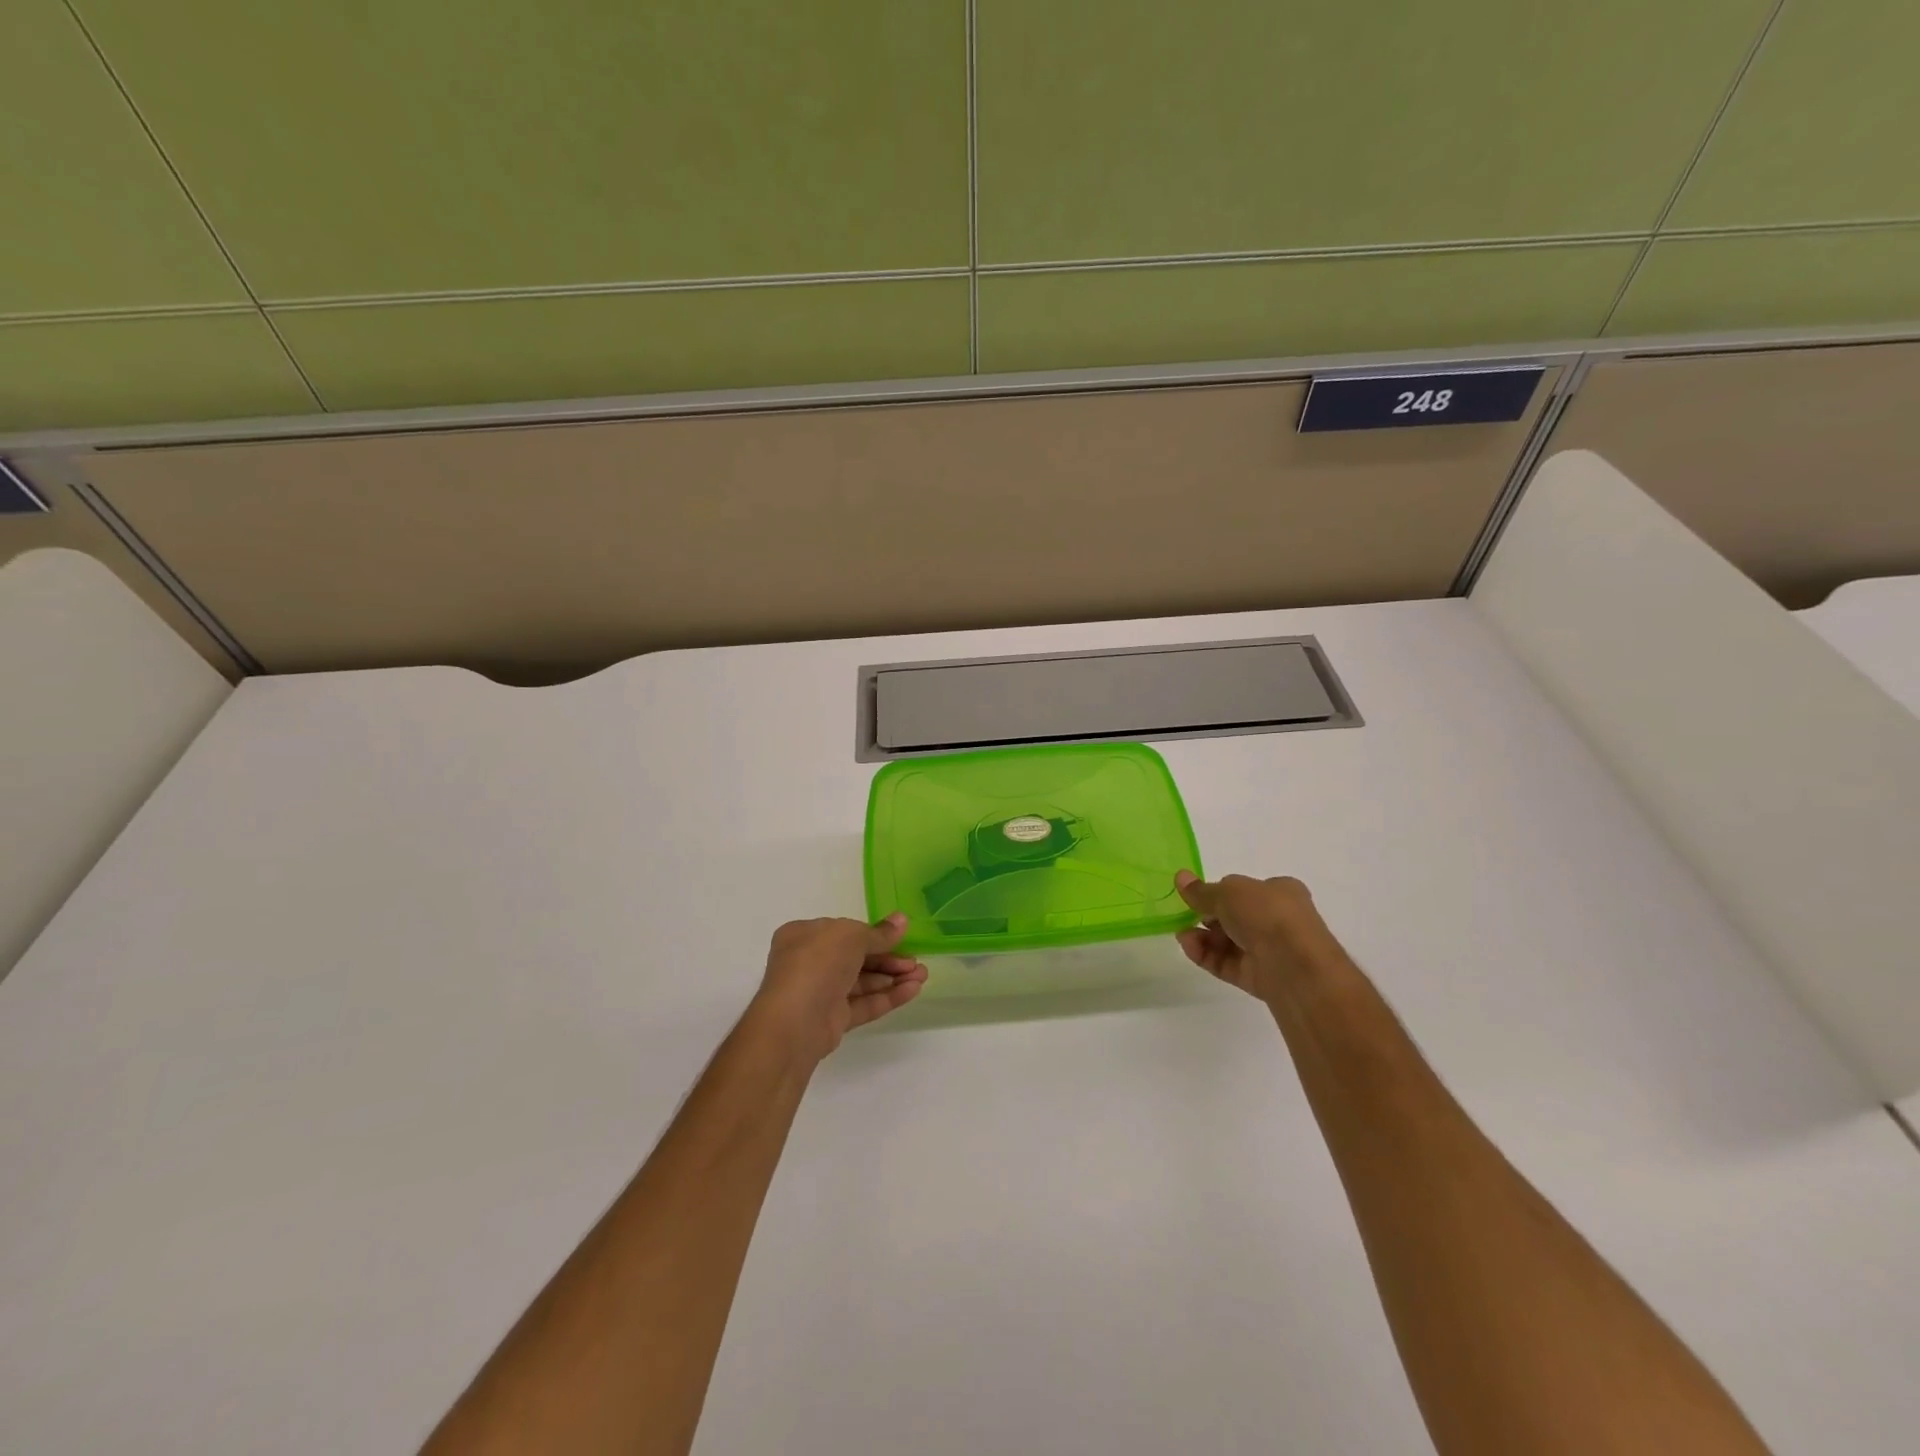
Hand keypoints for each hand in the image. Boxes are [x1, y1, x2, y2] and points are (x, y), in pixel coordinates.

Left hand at [749, 913, 928, 1061]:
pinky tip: (913, 990)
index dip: (874, 934)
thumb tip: (902, 920)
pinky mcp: (833, 1019)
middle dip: (889, 958)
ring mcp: (821, 992)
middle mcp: (810, 962)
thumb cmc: (817, 963)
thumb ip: (879, 932)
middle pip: (857, 958)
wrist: (795, 1021)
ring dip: (893, 977)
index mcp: (804, 935)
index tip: (901, 937)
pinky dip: (887, 997)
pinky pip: (863, 1003)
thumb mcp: (851, 936)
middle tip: (917, 962)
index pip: (845, 932)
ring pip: (863, 982)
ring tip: (922, 975)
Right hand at [1174, 870, 1351, 1005]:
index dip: (1218, 892)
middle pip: (1234, 917)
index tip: (1195, 897)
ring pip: (1228, 942)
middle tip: (1185, 916)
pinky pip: (1227, 963)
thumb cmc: (1267, 915)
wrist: (1296, 967)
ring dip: (1203, 937)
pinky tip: (1188, 948)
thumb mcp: (1228, 892)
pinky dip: (1206, 956)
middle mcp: (1277, 920)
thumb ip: (1202, 890)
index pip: (1244, 890)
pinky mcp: (1259, 977)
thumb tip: (1180, 877)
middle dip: (1207, 916)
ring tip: (1182, 936)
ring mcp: (1269, 951)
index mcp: (1280, 892)